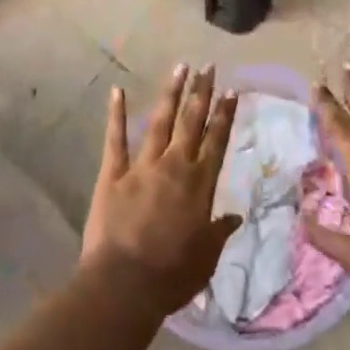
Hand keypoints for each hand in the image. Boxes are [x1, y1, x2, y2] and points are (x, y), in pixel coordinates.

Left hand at [83, 64, 242, 316]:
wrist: (125, 284)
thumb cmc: (172, 275)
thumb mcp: (206, 257)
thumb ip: (219, 231)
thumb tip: (236, 216)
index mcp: (200, 184)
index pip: (217, 141)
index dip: (225, 115)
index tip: (232, 90)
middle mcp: (174, 166)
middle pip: (192, 122)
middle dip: (202, 92)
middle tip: (209, 66)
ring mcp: (142, 166)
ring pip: (161, 121)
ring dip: (171, 93)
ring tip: (180, 67)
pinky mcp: (113, 173)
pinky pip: (116, 138)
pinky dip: (117, 113)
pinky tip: (117, 90)